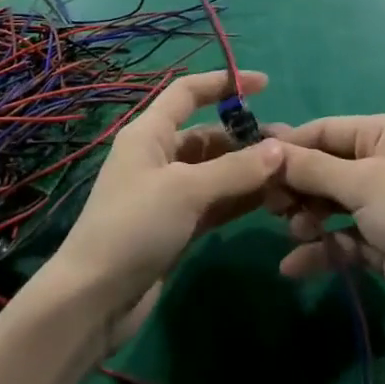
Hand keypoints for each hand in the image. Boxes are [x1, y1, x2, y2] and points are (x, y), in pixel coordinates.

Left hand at [45, 71, 283, 348]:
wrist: (94, 300)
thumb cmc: (134, 227)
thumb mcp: (186, 190)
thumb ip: (235, 169)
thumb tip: (279, 149)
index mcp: (149, 133)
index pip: (188, 93)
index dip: (224, 83)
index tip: (264, 84)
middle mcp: (158, 156)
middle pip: (208, 134)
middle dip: (246, 137)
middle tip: (291, 146)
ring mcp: (167, 193)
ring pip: (215, 171)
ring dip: (248, 170)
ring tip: (290, 172)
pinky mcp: (176, 226)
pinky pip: (215, 201)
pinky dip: (239, 198)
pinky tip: (271, 199)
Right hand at [272, 116, 384, 337]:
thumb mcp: (363, 185)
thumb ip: (312, 168)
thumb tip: (267, 148)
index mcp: (384, 134)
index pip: (324, 130)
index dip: (288, 146)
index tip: (251, 164)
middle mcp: (381, 162)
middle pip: (322, 167)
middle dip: (296, 187)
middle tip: (270, 207)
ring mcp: (381, 203)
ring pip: (328, 203)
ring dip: (306, 218)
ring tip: (293, 234)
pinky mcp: (380, 241)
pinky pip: (339, 237)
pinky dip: (320, 249)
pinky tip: (293, 266)